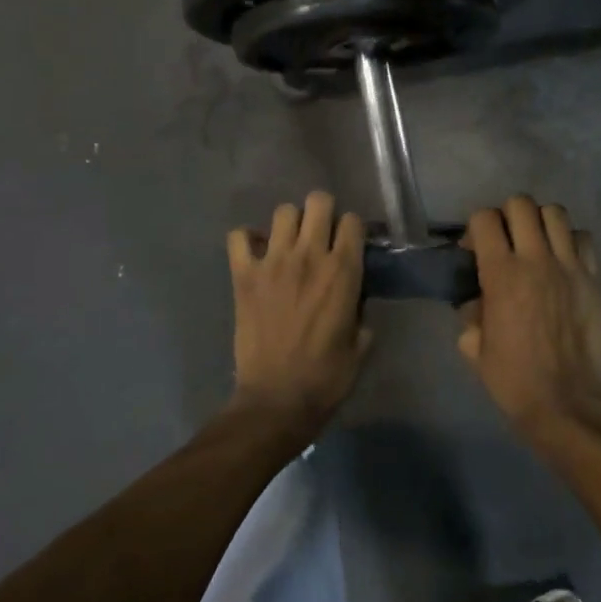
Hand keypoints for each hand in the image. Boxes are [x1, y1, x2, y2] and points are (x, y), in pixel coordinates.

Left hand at [228, 190, 370, 428]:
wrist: (276, 400)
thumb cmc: (325, 378)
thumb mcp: (360, 345)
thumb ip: (361, 312)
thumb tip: (355, 298)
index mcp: (343, 272)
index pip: (352, 221)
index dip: (352, 229)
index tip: (349, 244)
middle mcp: (309, 256)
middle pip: (318, 201)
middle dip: (323, 212)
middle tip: (320, 235)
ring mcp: (272, 262)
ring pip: (283, 212)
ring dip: (289, 224)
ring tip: (289, 244)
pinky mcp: (243, 275)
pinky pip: (238, 236)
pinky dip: (247, 239)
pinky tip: (255, 254)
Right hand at [459, 195, 600, 442]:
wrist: (565, 403)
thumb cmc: (512, 378)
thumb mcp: (472, 346)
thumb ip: (470, 311)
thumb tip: (477, 298)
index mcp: (501, 274)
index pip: (484, 218)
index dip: (475, 228)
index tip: (474, 250)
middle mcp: (537, 260)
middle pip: (521, 204)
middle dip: (506, 216)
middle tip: (506, 242)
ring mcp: (571, 267)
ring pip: (555, 213)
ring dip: (540, 223)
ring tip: (537, 246)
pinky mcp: (596, 279)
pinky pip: (584, 239)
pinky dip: (570, 242)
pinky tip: (563, 262)